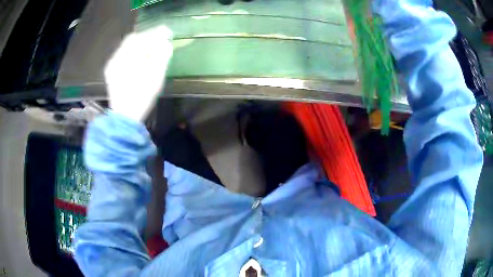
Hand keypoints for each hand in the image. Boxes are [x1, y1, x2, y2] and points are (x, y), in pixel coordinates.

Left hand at [105, 26, 172, 121]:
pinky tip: (141, 61)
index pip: (139, 38)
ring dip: (140, 47)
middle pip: (132, 42)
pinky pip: (123, 57)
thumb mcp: (155, 76)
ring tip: (151, 52)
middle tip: (159, 43)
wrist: (125, 118)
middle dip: (146, 40)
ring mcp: (112, 66)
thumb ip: (161, 56)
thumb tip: (166, 44)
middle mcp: (115, 59)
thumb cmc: (141, 97)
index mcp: (124, 58)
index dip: (153, 34)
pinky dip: (134, 55)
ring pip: (127, 49)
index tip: (165, 33)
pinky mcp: (112, 73)